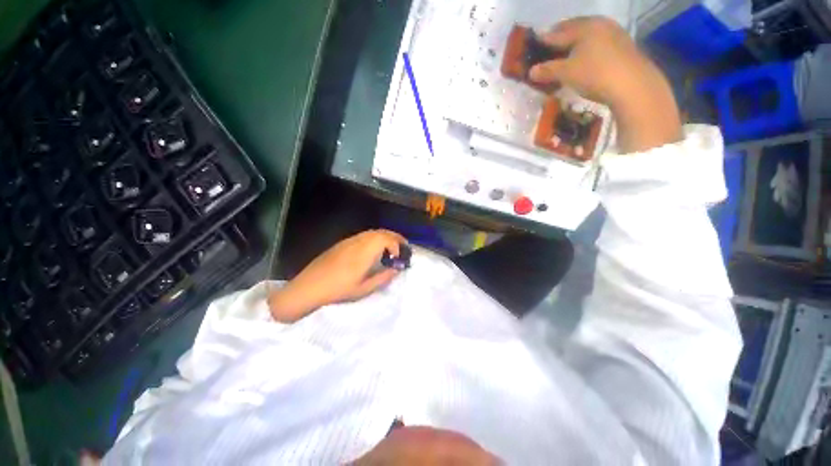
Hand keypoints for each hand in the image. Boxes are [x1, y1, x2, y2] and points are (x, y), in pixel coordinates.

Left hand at [268, 230, 406, 322]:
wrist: (309, 287)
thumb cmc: (338, 290)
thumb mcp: (364, 288)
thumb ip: (383, 277)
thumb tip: (396, 269)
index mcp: (365, 252)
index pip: (387, 239)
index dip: (397, 245)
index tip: (401, 257)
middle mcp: (359, 241)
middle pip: (381, 232)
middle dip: (395, 237)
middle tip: (403, 247)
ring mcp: (350, 241)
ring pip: (373, 232)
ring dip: (385, 237)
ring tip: (392, 247)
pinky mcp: (343, 243)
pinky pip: (364, 235)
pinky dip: (375, 238)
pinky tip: (374, 249)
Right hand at [528, 17, 681, 152]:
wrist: (634, 85)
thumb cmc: (595, 74)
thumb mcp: (566, 73)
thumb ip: (547, 70)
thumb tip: (531, 71)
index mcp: (585, 26)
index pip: (558, 32)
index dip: (544, 39)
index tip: (534, 43)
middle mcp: (600, 24)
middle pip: (575, 29)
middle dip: (560, 38)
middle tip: (549, 47)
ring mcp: (614, 34)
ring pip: (587, 36)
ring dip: (574, 44)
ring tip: (565, 54)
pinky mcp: (623, 47)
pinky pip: (598, 43)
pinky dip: (586, 50)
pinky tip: (583, 59)